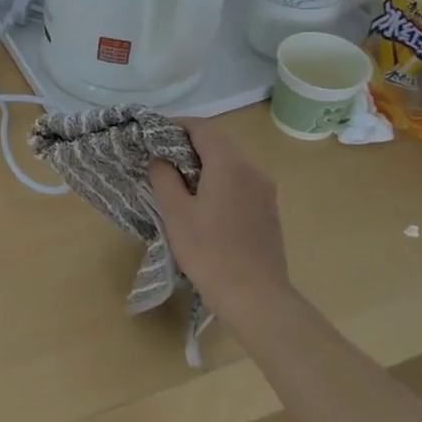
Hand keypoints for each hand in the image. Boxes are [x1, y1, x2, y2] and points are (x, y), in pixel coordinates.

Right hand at [148, 118, 292, 315]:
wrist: (255, 296)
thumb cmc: (209, 251)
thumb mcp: (176, 212)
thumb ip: (164, 177)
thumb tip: (161, 159)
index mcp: (229, 165)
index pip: (202, 128)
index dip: (176, 125)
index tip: (153, 134)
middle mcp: (253, 170)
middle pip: (219, 142)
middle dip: (188, 143)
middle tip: (160, 157)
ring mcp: (265, 191)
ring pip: (231, 162)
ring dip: (204, 162)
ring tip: (177, 180)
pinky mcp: (268, 210)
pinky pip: (240, 181)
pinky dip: (218, 179)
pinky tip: (202, 202)